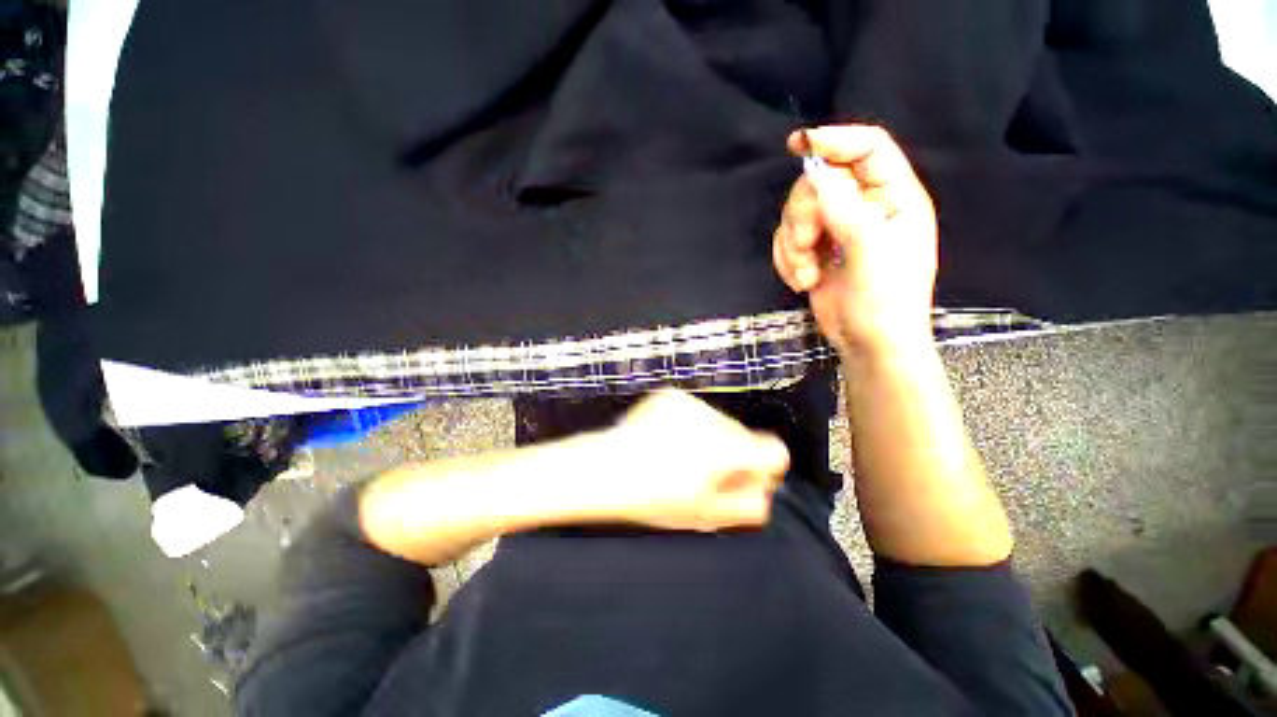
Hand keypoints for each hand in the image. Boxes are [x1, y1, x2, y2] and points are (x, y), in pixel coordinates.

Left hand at [597, 390, 789, 531]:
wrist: (604, 469)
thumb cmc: (652, 498)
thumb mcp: (706, 514)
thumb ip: (748, 505)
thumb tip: (765, 490)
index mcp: (725, 450)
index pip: (774, 451)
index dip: (764, 469)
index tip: (745, 479)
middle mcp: (711, 419)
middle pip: (744, 435)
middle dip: (732, 454)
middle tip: (702, 475)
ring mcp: (689, 402)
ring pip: (719, 422)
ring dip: (709, 439)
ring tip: (679, 458)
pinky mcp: (670, 395)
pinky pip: (694, 411)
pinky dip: (688, 425)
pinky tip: (666, 441)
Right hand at [773, 125, 938, 357]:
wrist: (868, 343)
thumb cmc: (885, 302)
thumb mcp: (872, 254)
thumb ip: (847, 210)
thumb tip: (816, 173)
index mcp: (894, 197)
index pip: (867, 148)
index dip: (835, 140)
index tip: (798, 144)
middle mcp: (864, 207)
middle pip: (819, 183)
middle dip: (803, 217)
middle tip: (807, 247)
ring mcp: (836, 230)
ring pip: (796, 215)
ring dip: (792, 247)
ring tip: (808, 276)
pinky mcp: (814, 252)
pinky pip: (785, 241)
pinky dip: (786, 261)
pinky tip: (802, 282)